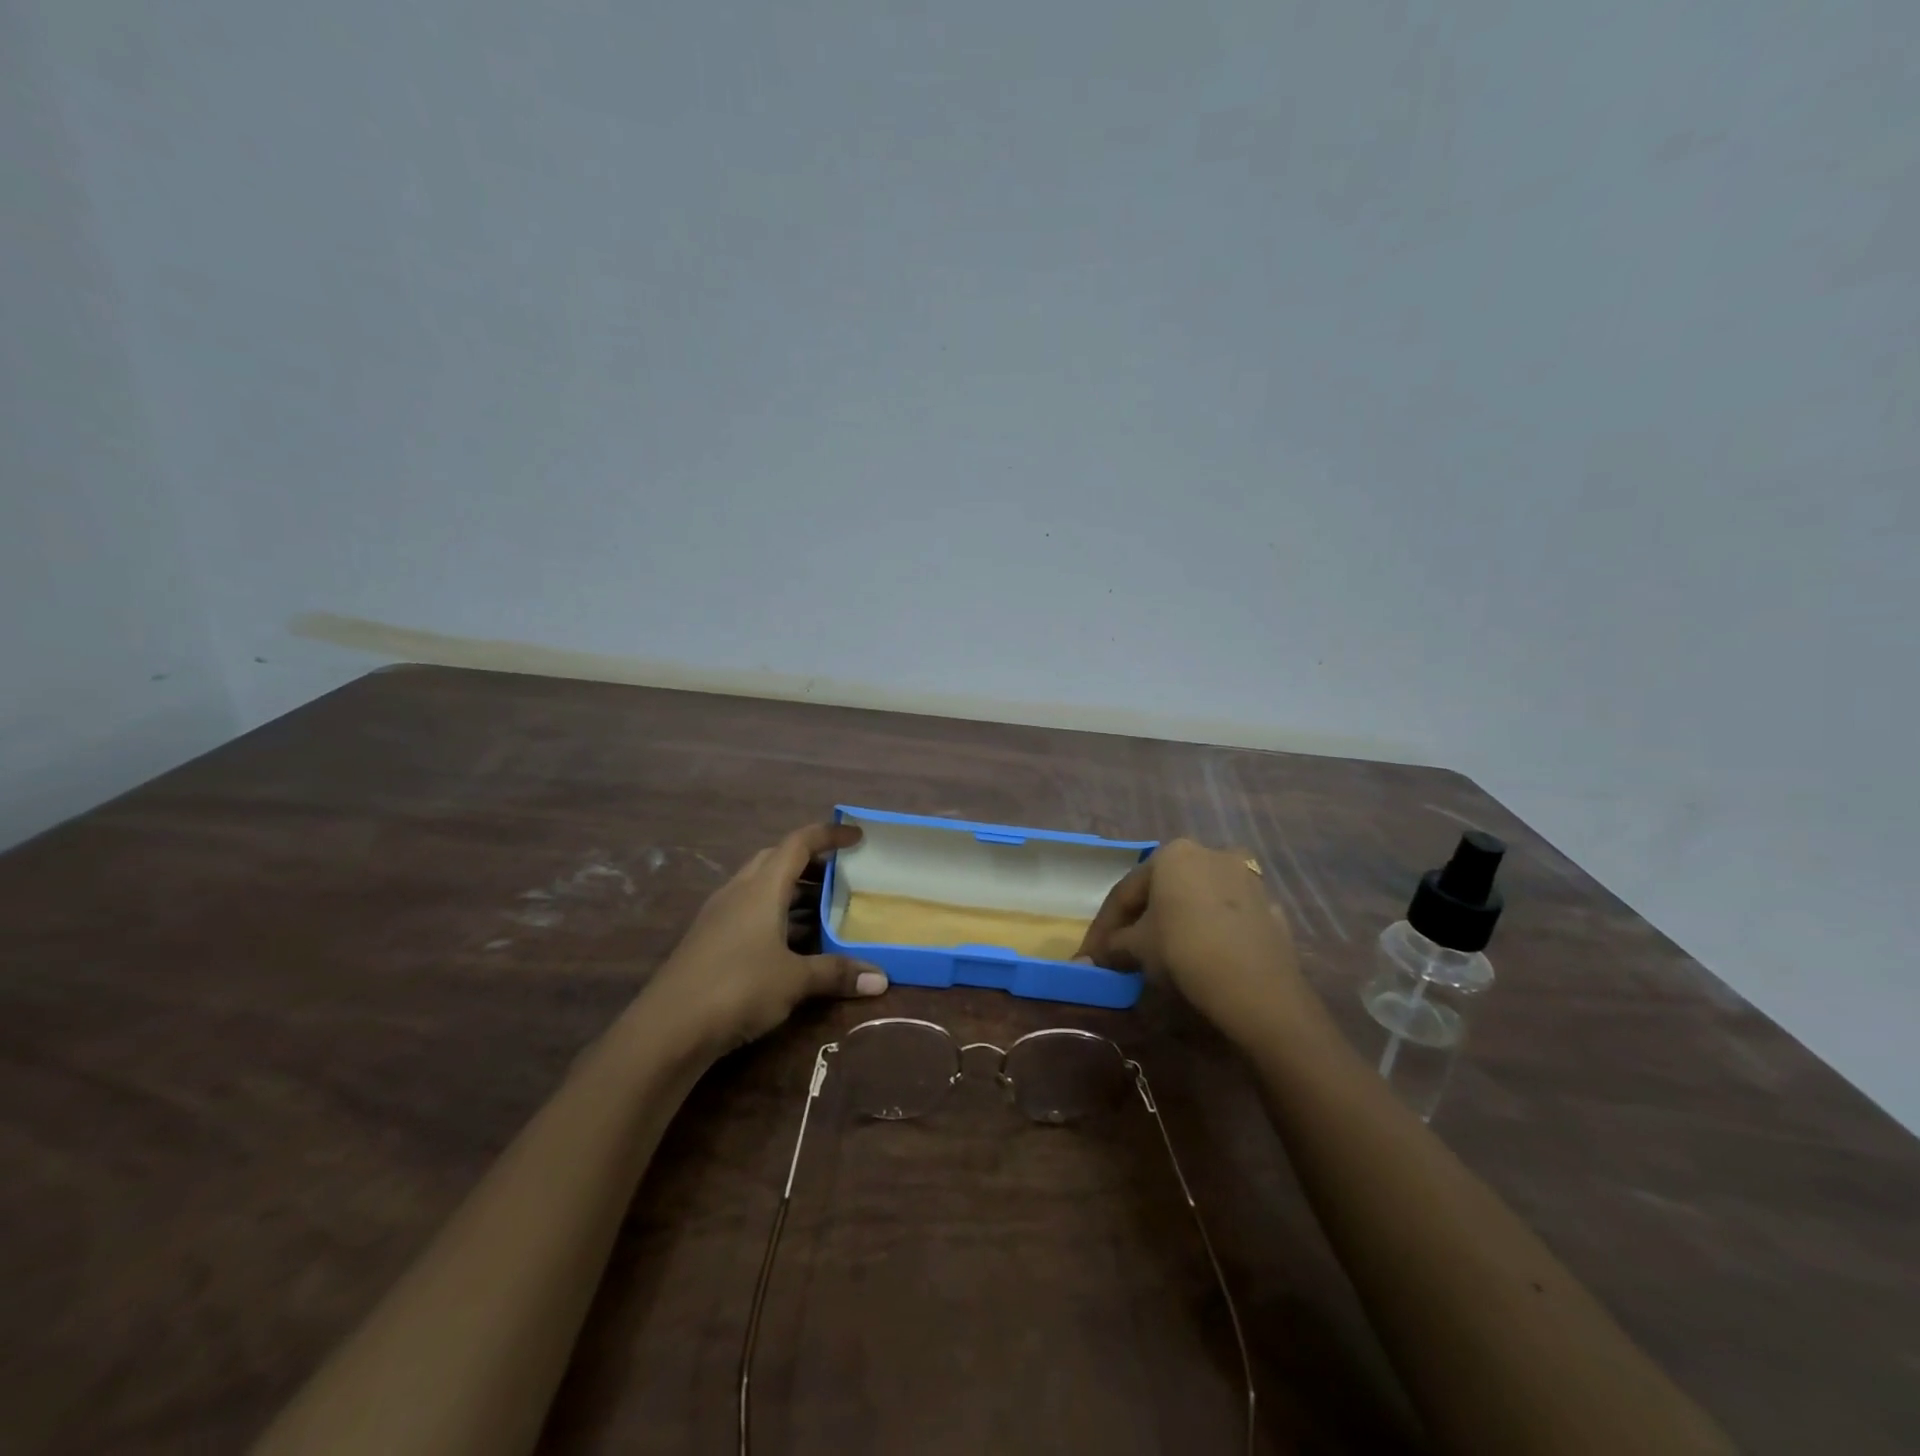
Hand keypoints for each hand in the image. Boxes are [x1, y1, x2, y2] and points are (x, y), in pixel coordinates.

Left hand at [647, 823, 887, 1051]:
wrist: (666, 1029)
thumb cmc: (737, 988)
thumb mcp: (794, 980)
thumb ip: (837, 973)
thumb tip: (882, 980)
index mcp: (761, 887)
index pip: (798, 843)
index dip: (829, 835)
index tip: (857, 837)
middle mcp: (738, 892)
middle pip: (776, 860)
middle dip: (810, 863)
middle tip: (840, 876)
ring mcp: (719, 916)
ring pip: (761, 887)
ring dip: (792, 892)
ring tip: (823, 911)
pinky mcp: (709, 940)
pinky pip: (749, 912)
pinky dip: (775, 916)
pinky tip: (791, 944)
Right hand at [1076, 839, 1304, 1039]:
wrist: (1257, 988)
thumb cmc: (1184, 950)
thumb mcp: (1138, 949)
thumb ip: (1112, 947)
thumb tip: (1090, 959)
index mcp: (1173, 854)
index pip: (1125, 891)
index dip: (1103, 927)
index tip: (1091, 954)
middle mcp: (1211, 853)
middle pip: (1163, 890)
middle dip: (1141, 920)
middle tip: (1124, 951)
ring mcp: (1246, 878)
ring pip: (1198, 900)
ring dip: (1177, 922)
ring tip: (1163, 955)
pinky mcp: (1270, 907)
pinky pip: (1226, 918)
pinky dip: (1209, 932)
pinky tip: (1201, 957)